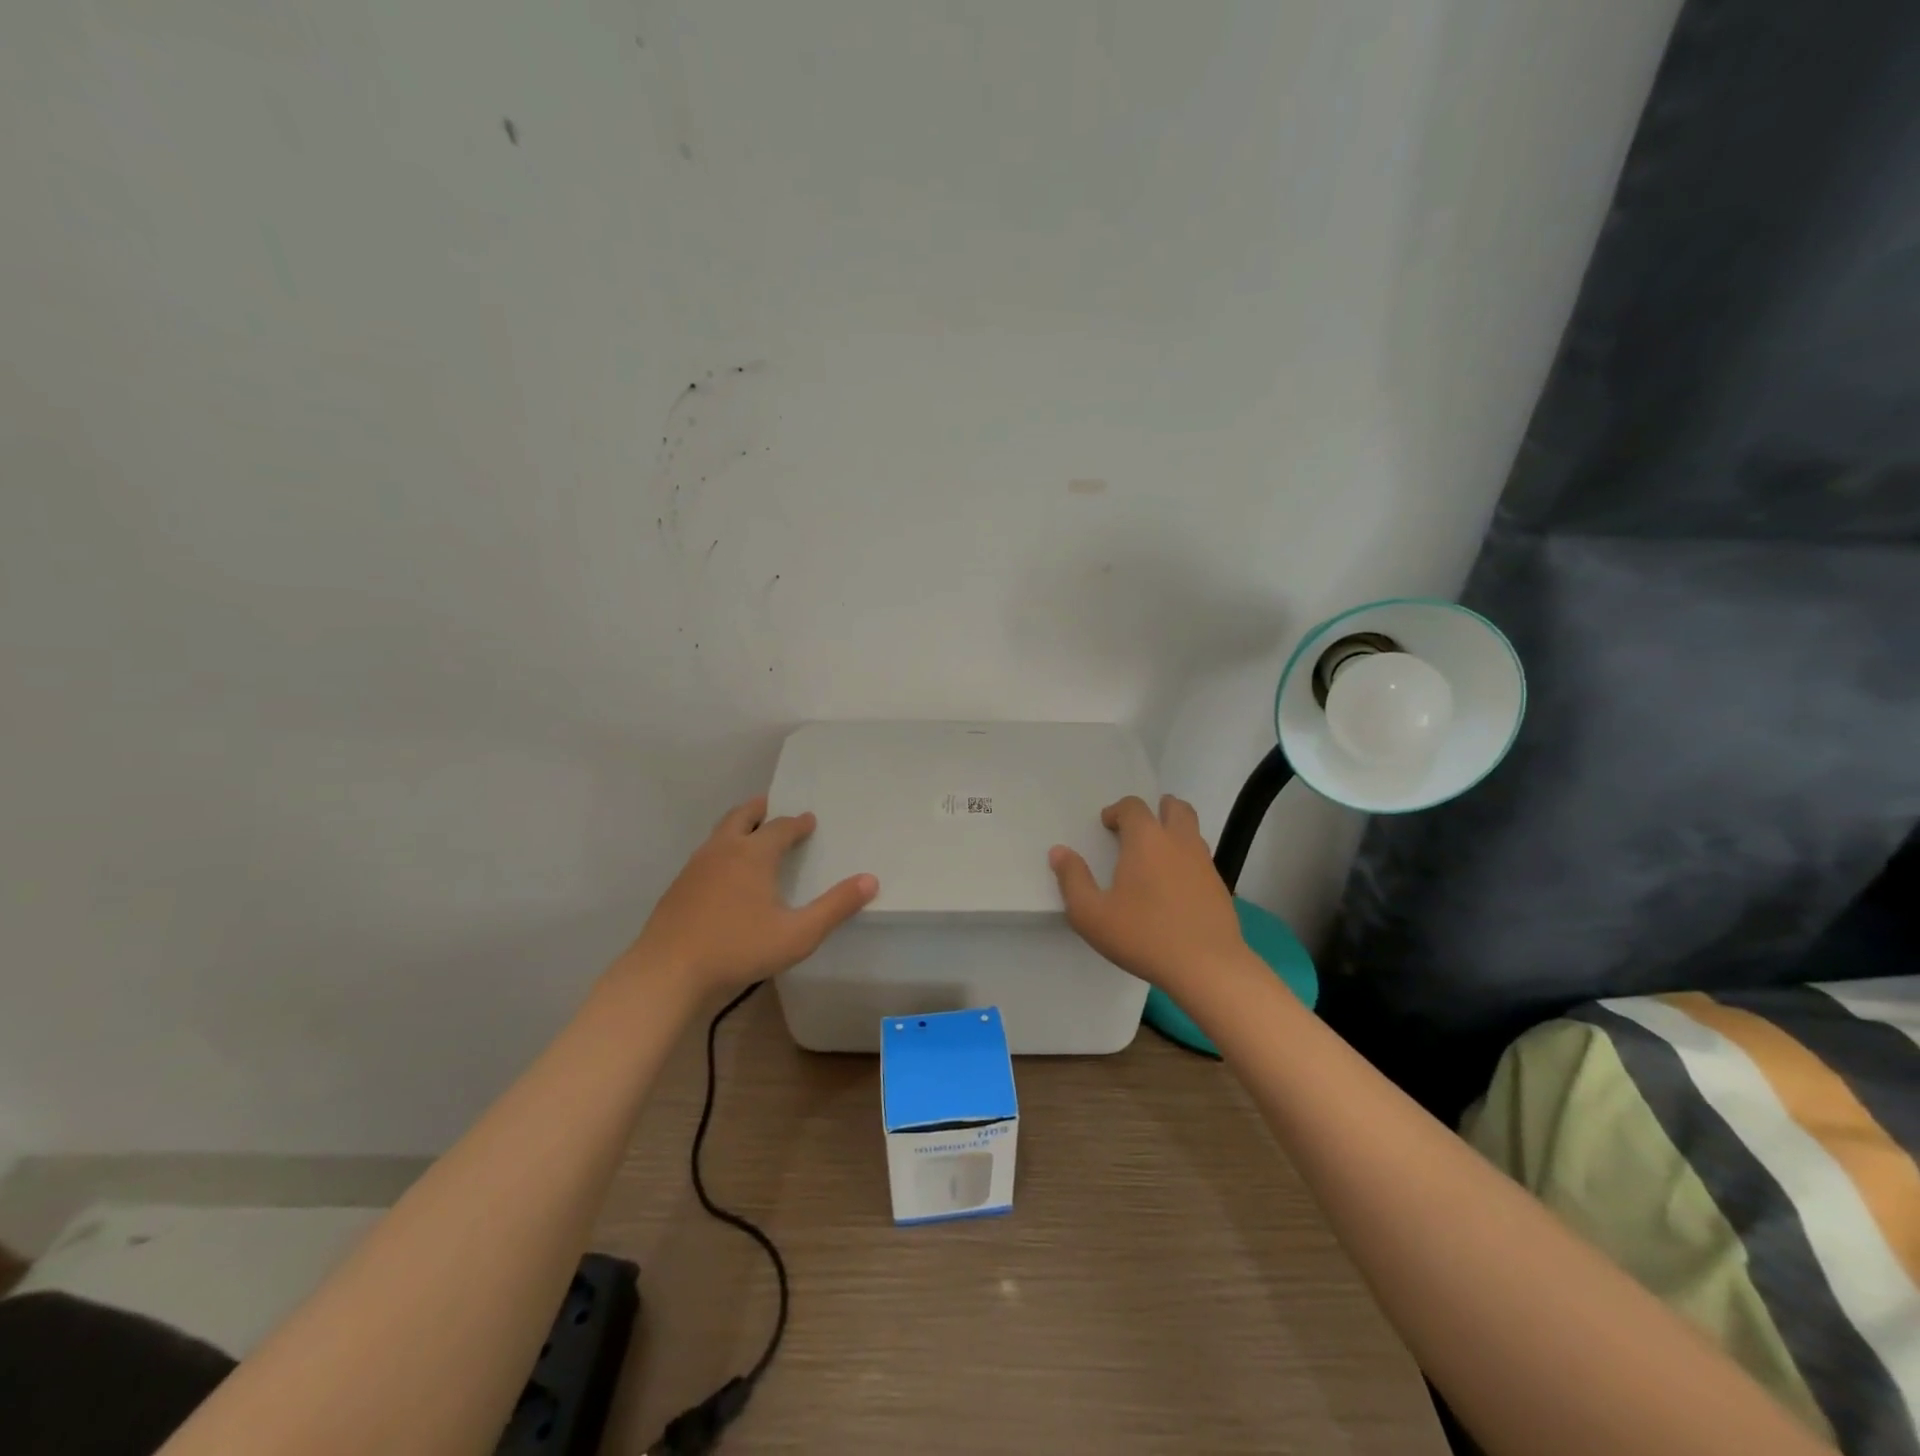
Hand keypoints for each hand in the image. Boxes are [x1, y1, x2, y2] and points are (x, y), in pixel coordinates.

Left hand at [624, 795, 877, 995]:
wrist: (667, 971)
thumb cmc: (738, 948)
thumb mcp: (798, 934)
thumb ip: (835, 907)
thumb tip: (870, 880)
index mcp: (753, 854)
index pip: (781, 827)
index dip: (798, 823)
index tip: (809, 821)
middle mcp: (723, 849)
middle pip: (743, 816)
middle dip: (761, 809)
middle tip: (773, 806)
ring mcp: (696, 866)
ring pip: (720, 833)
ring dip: (739, 826)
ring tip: (751, 833)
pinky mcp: (679, 885)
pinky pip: (707, 853)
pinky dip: (722, 848)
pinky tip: (726, 872)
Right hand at [1048, 794, 1248, 994]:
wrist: (1207, 967)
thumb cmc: (1143, 935)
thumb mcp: (1091, 914)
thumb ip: (1072, 879)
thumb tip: (1059, 852)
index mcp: (1146, 839)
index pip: (1133, 806)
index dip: (1118, 811)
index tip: (1107, 826)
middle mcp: (1178, 842)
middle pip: (1174, 808)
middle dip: (1155, 810)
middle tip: (1137, 830)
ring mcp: (1204, 863)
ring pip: (1191, 831)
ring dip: (1173, 832)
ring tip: (1154, 857)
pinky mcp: (1219, 886)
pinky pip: (1201, 858)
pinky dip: (1186, 859)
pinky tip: (1173, 887)